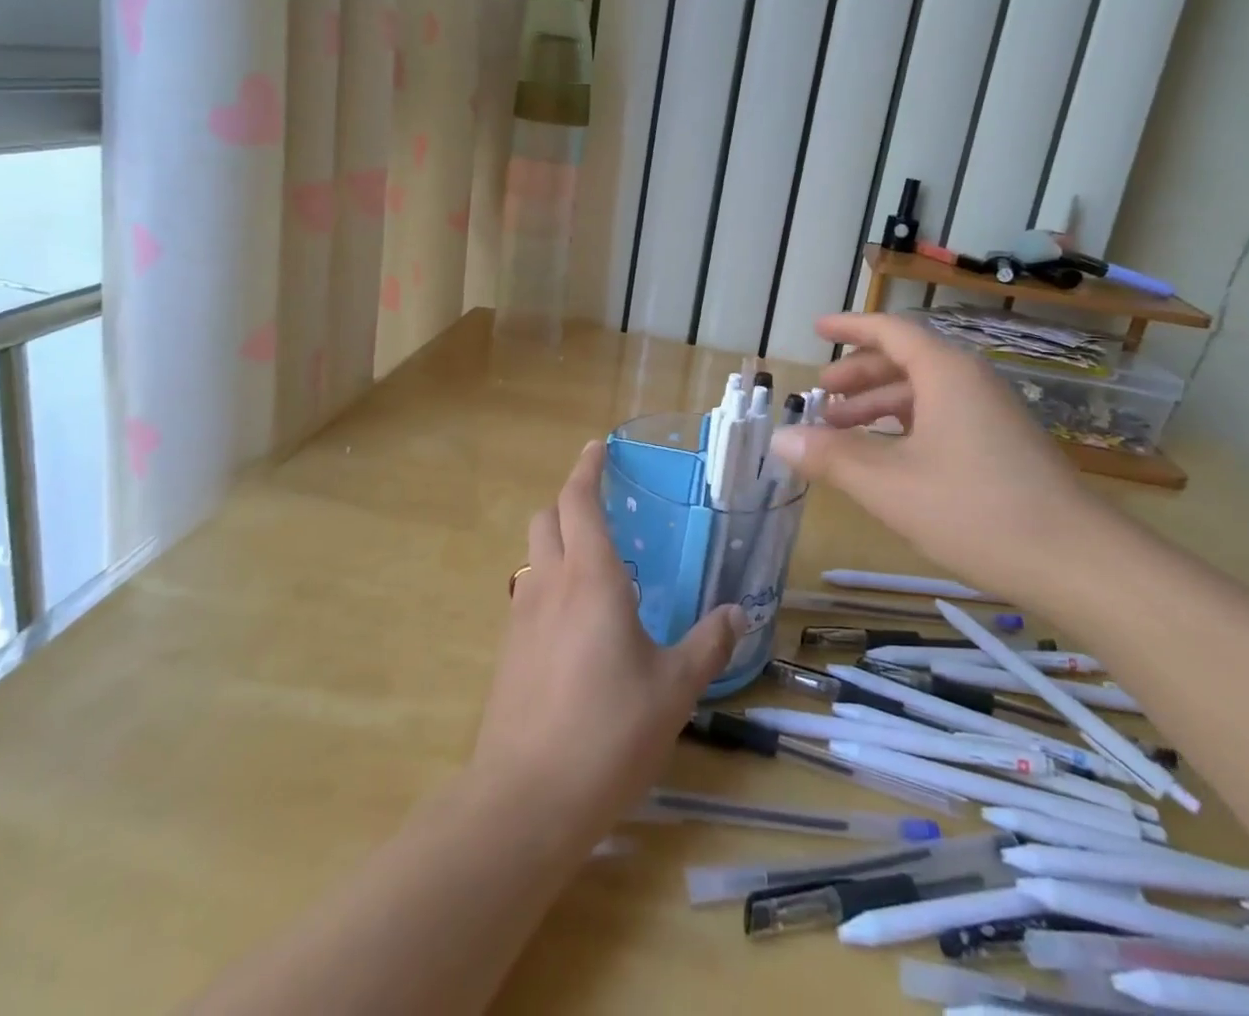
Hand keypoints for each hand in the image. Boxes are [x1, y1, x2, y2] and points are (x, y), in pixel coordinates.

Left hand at [468, 441, 745, 846]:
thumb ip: (708, 644)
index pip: (578, 501)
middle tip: (600, 504)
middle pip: (546, 517)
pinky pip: (528, 594)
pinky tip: (576, 621)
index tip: (597, 448)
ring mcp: (521, 617)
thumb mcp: (674, 689)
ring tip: (594, 563)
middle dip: (568, 499)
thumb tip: (739, 613)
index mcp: (591, 578)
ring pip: (533, 555)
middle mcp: (550, 584)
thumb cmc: (609, 732)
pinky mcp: (508, 651)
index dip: (586, 468)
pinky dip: (549, 583)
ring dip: (556, 541)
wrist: (526, 800)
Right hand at [768, 312, 1111, 604]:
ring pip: (924, 393)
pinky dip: (905, 426)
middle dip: (858, 374)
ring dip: (878, 405)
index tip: (816, 329)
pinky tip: (887, 458)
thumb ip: (831, 457)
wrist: (1081, 565)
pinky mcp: (1002, 447)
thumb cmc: (977, 511)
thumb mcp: (889, 485)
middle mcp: (970, 383)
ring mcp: (991, 415)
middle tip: (821, 395)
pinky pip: (942, 417)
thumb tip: (780, 438)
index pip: (890, 331)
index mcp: (946, 374)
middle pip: (905, 360)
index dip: (849, 327)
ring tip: (841, 431)